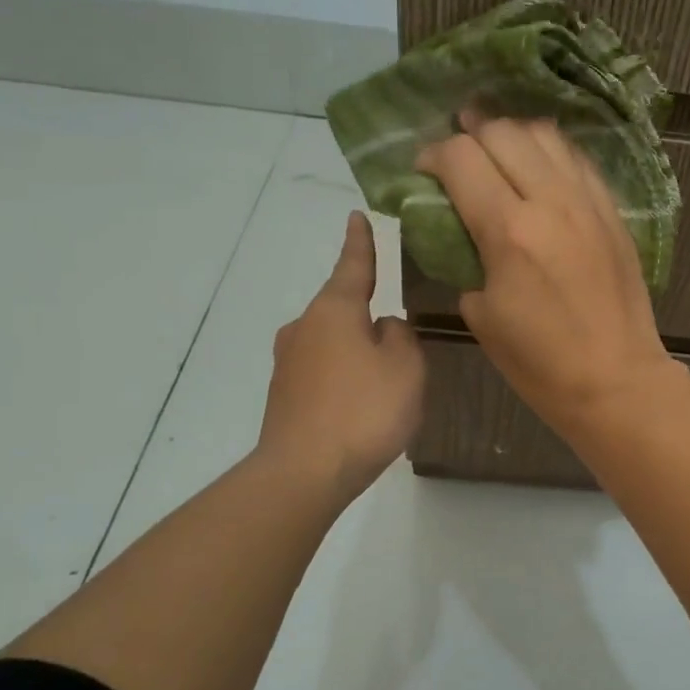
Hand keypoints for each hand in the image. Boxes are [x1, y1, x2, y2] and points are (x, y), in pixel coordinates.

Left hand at [257, 211, 424, 504]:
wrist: (304, 472)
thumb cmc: (364, 409)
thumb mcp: (405, 366)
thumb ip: (401, 336)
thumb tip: (383, 327)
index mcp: (334, 310)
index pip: (353, 265)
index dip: (360, 242)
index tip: (357, 216)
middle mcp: (304, 327)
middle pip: (342, 309)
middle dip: (367, 315)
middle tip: (398, 340)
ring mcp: (288, 362)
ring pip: (333, 344)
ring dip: (357, 352)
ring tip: (385, 384)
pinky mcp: (283, 395)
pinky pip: (323, 373)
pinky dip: (344, 379)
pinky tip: (360, 407)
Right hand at [415, 113, 676, 439]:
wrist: (615, 380)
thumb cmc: (539, 362)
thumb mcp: (481, 314)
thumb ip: (465, 258)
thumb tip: (462, 230)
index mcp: (508, 230)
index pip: (461, 157)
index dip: (433, 155)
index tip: (424, 171)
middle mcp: (551, 201)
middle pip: (502, 132)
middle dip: (470, 134)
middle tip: (458, 156)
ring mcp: (588, 202)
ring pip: (545, 135)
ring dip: (512, 135)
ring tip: (496, 150)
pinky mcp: (613, 211)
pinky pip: (577, 159)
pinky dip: (550, 153)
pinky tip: (539, 167)